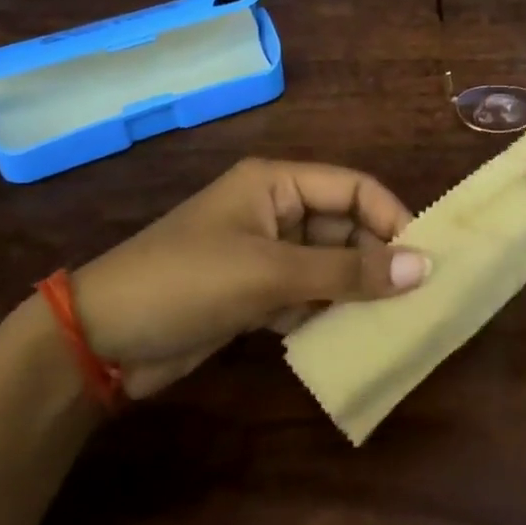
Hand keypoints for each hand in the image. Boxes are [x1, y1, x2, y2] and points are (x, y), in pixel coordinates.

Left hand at [68, 160, 428, 398]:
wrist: (100, 341)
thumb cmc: (187, 283)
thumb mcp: (270, 273)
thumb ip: (347, 272)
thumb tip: (423, 268)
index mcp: (276, 183)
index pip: (352, 187)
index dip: (391, 216)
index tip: (425, 259)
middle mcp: (274, 210)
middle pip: (343, 227)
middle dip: (376, 259)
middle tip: (414, 299)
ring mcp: (263, 253)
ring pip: (328, 264)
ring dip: (354, 289)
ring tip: (392, 321)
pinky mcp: (253, 292)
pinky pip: (307, 293)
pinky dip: (325, 312)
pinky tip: (345, 336)